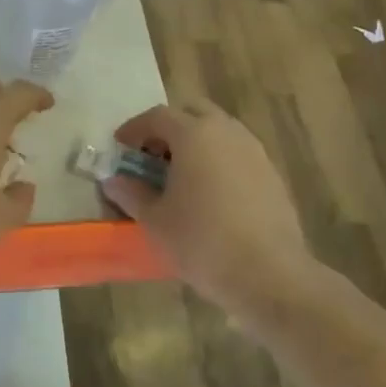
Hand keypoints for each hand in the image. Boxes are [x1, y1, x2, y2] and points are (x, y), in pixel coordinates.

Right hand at [102, 101, 314, 325]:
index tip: (121, 147)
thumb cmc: (202, 242)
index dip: (134, 129)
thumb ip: (132, 194)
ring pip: (219, 130)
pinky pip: (237, 153)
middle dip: (169, 128)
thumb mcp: (155, 221)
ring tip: (181, 176)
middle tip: (153, 156)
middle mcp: (226, 131)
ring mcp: (253, 150)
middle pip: (192, 113)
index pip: (157, 116)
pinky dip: (219, 160)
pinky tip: (211, 193)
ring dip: (197, 142)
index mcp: (194, 134)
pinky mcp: (272, 173)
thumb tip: (114, 180)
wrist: (269, 273)